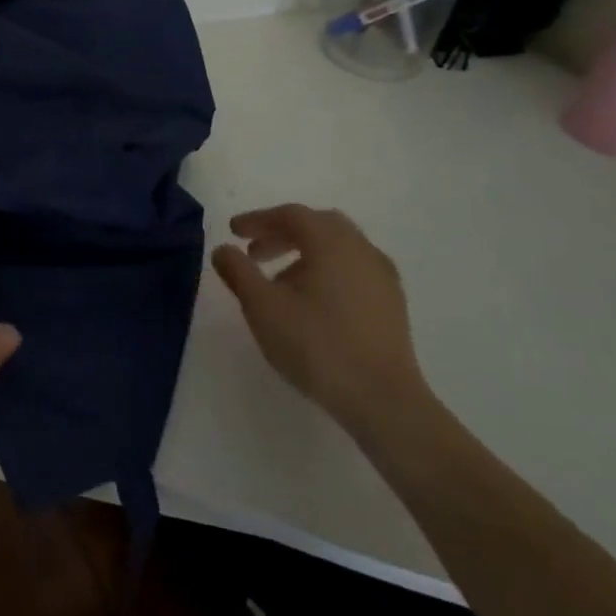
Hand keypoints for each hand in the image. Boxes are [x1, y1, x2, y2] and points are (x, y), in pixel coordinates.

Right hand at [211, 204, 426, 434]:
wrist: (383, 399)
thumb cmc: (317, 346)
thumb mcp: (263, 307)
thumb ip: (238, 272)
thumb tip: (223, 249)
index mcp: (332, 243)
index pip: (291, 215)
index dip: (258, 219)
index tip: (233, 232)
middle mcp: (361, 250)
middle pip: (318, 225)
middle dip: (282, 233)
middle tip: (254, 252)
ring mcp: (382, 276)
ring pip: (338, 248)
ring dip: (304, 253)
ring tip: (278, 280)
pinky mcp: (391, 302)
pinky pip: (353, 269)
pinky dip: (326, 270)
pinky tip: (312, 300)